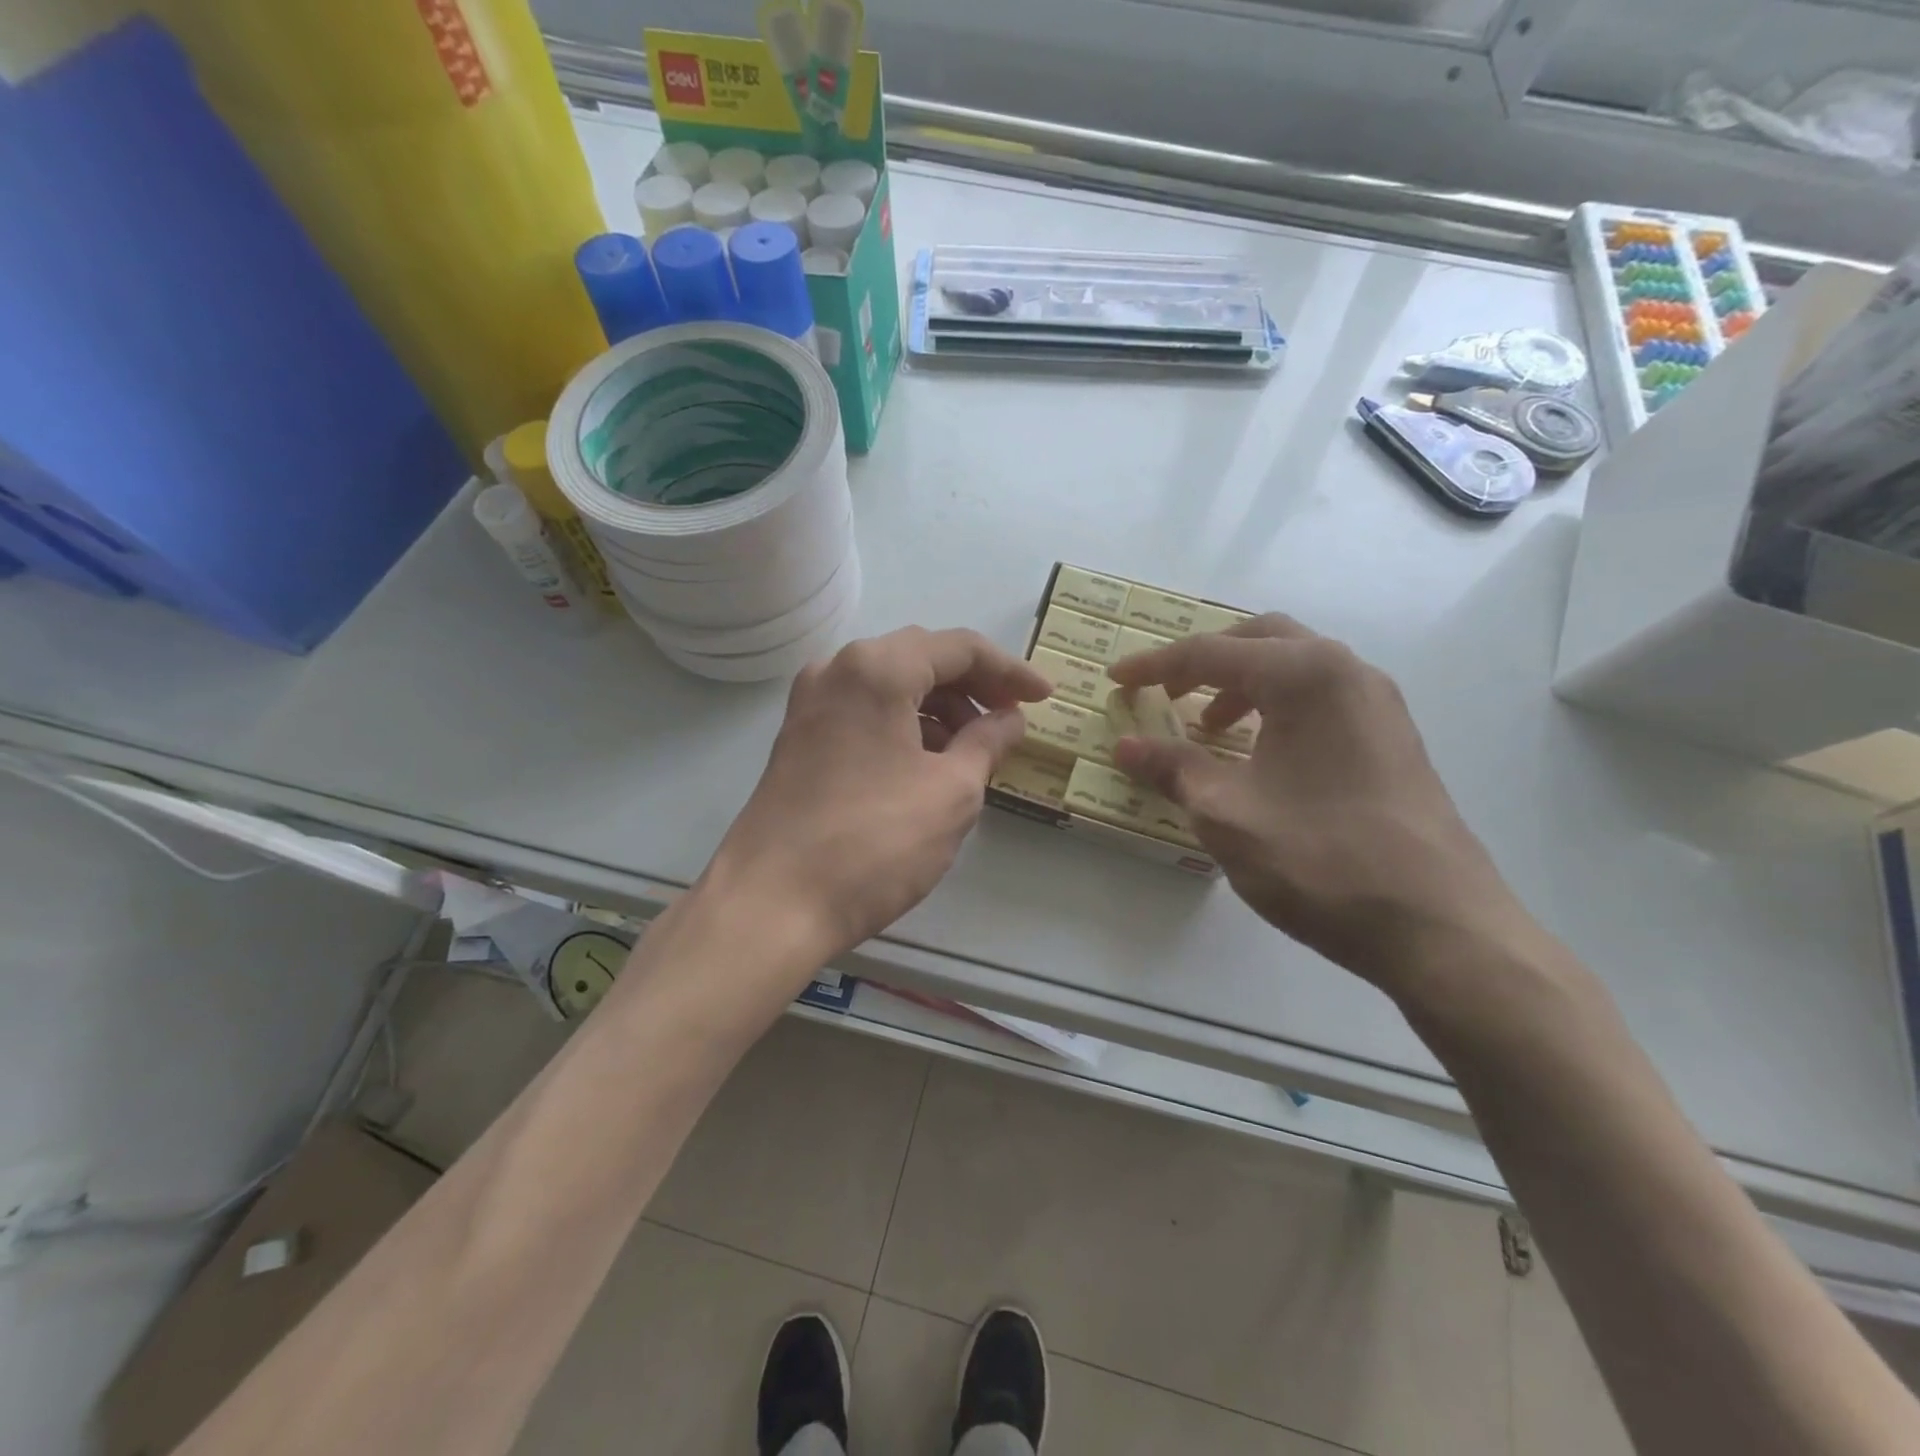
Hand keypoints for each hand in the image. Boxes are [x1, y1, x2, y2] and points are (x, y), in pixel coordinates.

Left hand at [708, 626, 1051, 969]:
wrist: (772, 904)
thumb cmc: (874, 843)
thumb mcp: (951, 792)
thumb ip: (987, 743)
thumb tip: (1010, 719)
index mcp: (877, 668)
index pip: (958, 648)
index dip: (1010, 670)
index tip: (1044, 697)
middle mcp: (836, 670)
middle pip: (920, 658)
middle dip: (973, 686)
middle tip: (1012, 718)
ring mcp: (810, 704)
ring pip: (890, 686)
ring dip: (939, 707)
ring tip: (975, 748)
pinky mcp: (799, 738)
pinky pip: (864, 712)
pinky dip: (904, 725)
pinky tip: (929, 762)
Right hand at [1108, 615, 1525, 987]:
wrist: (1439, 926)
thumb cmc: (1321, 859)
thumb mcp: (1228, 814)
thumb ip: (1173, 768)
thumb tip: (1126, 745)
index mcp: (1305, 675)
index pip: (1211, 654)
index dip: (1154, 667)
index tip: (1115, 680)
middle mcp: (1347, 672)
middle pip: (1260, 640)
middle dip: (1204, 661)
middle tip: (1164, 693)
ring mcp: (1378, 704)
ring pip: (1295, 667)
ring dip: (1242, 684)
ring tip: (1208, 728)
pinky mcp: (1392, 739)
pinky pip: (1320, 698)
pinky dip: (1276, 707)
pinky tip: (1259, 755)